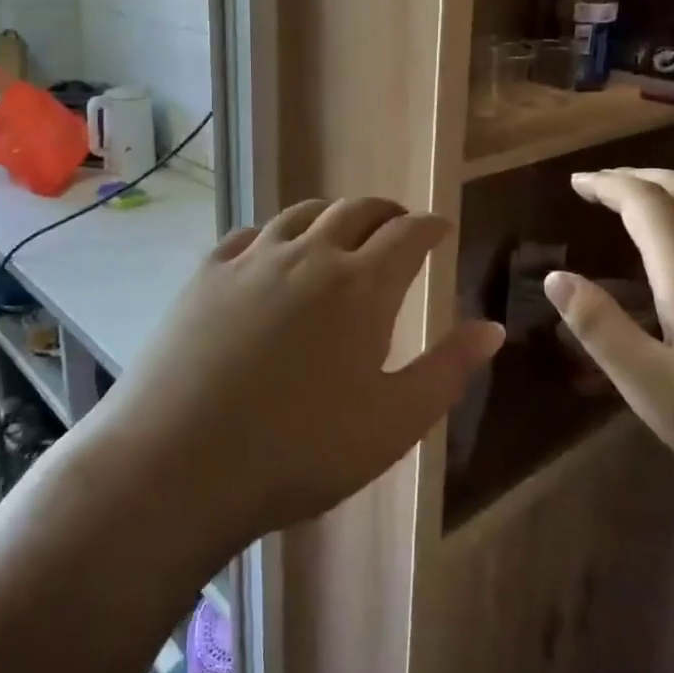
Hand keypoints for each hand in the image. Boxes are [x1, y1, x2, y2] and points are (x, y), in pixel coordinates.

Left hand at [96, 198, 503, 548]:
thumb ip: (448, 370)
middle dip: (385, 212)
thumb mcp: (393, 422)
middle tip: (397, 225)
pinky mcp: (207, 274)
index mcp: (362, 285)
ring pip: (301, 213)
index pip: (407, 233)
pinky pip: (250, 234)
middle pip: (356, 211)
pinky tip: (272, 251)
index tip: (440, 228)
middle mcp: (309, 255)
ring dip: (331, 214)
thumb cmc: (301, 450)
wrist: (181, 461)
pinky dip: (275, 233)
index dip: (429, 226)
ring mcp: (252, 259)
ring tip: (341, 229)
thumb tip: (492, 328)